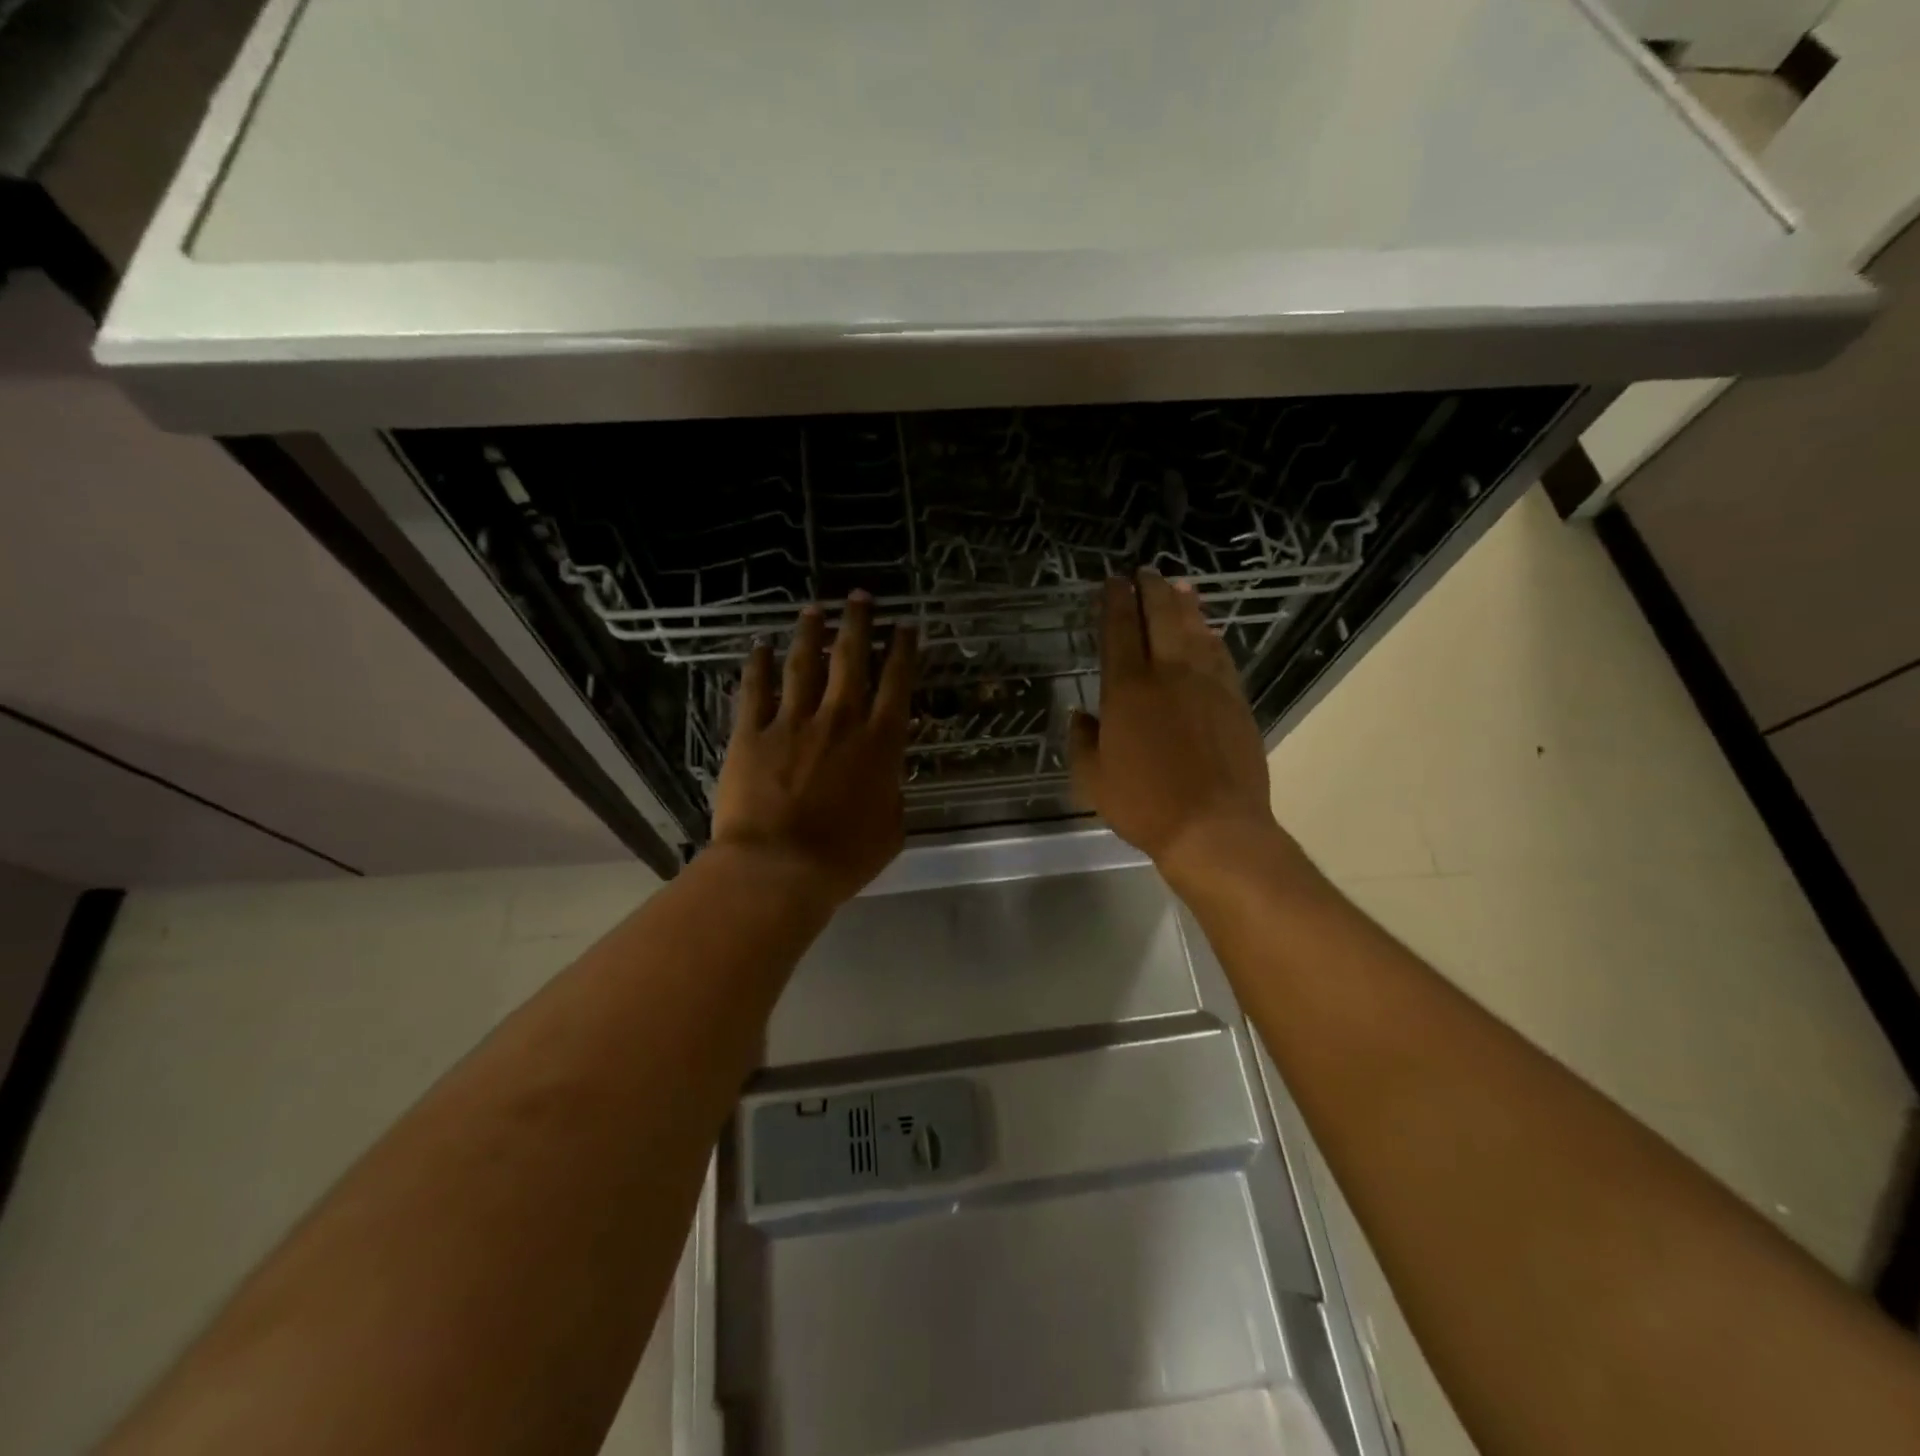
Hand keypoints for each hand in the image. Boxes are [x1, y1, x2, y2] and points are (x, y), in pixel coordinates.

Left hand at [711, 592, 918, 904]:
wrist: (778, 868)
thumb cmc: (843, 858)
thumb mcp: (890, 831)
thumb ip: (892, 795)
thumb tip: (887, 779)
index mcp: (879, 743)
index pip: (896, 684)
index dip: (902, 651)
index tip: (904, 625)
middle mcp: (839, 720)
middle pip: (851, 660)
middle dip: (858, 624)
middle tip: (861, 597)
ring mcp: (792, 723)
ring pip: (804, 665)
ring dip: (810, 634)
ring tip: (814, 609)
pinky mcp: (752, 734)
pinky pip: (755, 690)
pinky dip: (758, 665)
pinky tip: (759, 646)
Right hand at [1069, 571, 1284, 883]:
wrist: (1213, 826)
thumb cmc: (1144, 804)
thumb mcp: (1093, 779)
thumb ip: (1083, 741)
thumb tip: (1081, 715)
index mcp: (1127, 690)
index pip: (1118, 632)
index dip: (1114, 603)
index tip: (1113, 582)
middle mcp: (1168, 675)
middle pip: (1161, 618)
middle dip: (1152, 591)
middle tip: (1146, 572)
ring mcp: (1208, 684)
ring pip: (1196, 631)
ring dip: (1185, 605)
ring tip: (1180, 587)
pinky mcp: (1236, 701)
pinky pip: (1221, 657)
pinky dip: (1211, 638)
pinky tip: (1209, 632)